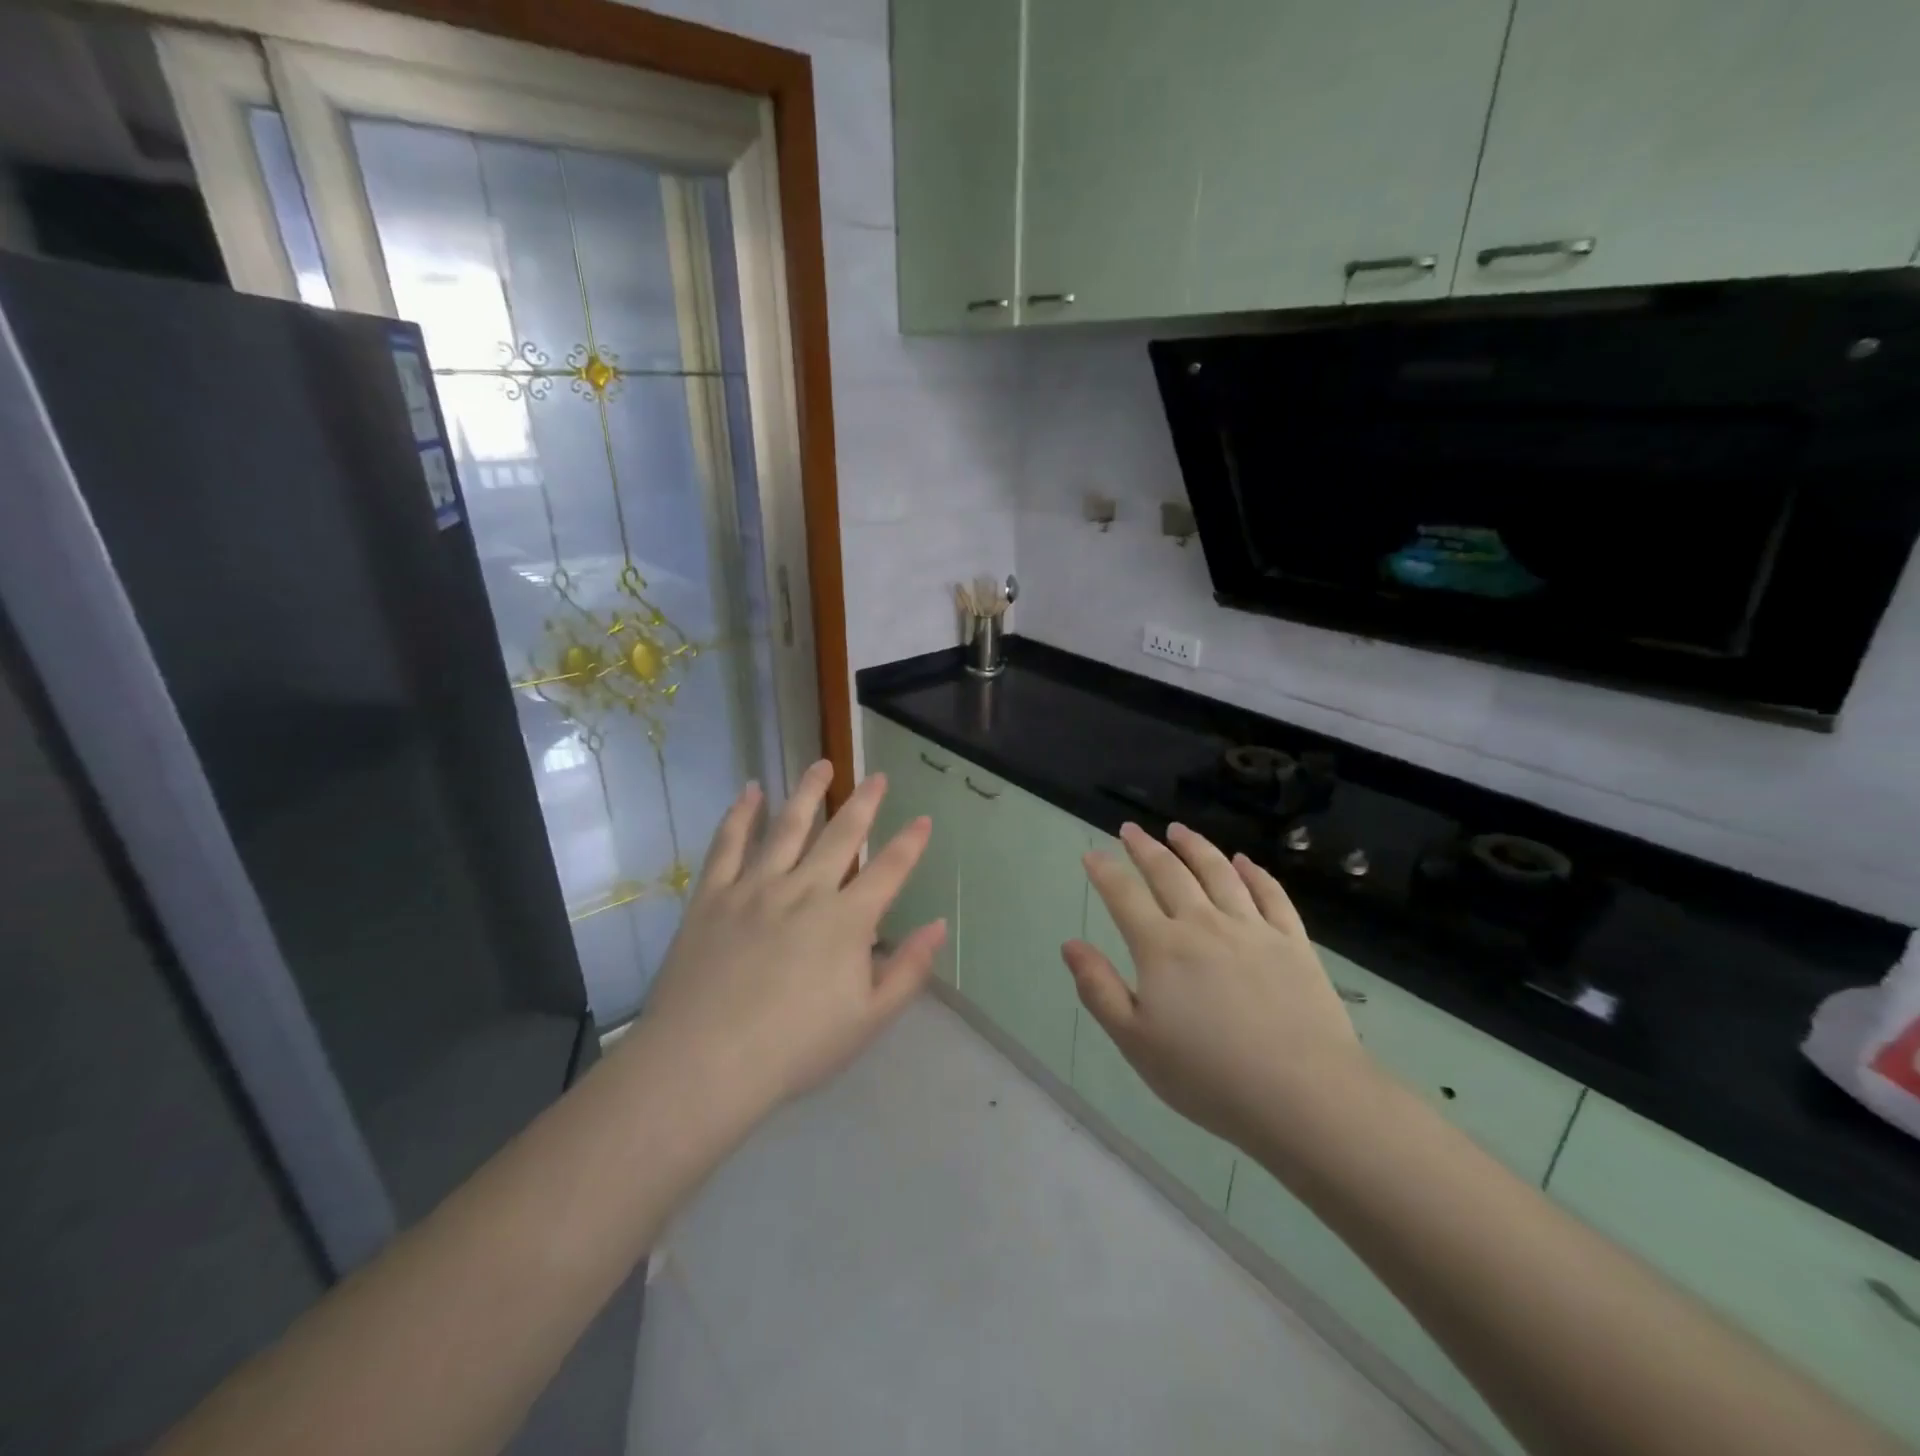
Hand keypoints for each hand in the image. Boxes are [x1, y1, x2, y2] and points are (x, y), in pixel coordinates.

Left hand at [637, 760, 946, 1115]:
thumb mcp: (868, 1020)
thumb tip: (938, 925)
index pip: (889, 870)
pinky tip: (750, 792)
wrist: (705, 1062)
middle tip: (876, 777)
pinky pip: (729, 844)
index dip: (910, 844)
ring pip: (788, 826)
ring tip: (821, 765)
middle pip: (842, 835)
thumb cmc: (795, 1048)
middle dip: (864, 803)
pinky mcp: (714, 895)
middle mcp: (806, 890)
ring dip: (808, 793)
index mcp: (847, 920)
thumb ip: (907, 970)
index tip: (923, 820)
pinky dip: (740, 815)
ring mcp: (756, 887)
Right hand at [1063, 822, 1370, 1152]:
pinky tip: (1244, 861)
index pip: (1124, 896)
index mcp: (1161, 948)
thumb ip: (1099, 989)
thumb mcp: (1136, 1041)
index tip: (1092, 854)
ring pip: (1218, 872)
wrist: (1303, 1094)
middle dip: (1145, 848)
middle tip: (1131, 829)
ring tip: (1178, 830)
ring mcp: (1252, 929)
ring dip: (1195, 847)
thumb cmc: (1208, 1076)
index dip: (1105, 871)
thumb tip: (1071, 944)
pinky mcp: (1293, 942)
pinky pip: (1270, 894)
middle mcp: (1203, 924)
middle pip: (1169, 873)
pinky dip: (1254, 872)